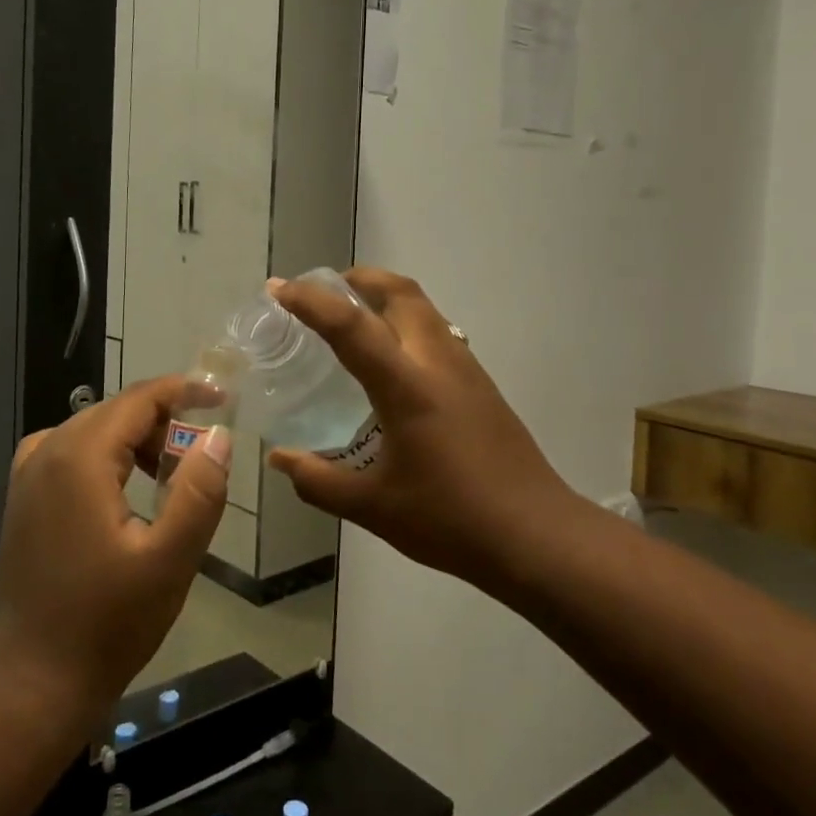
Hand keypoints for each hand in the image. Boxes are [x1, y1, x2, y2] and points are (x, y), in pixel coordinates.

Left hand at [0, 376, 230, 718]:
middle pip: (114, 410)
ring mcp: (28, 476)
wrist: (36, 678)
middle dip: (162, 420)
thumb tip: (218, 437)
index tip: (221, 400)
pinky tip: (120, 487)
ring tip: (167, 473)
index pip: (138, 400)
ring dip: (134, 438)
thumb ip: (199, 492)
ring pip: (91, 429)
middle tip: (199, 454)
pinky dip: (103, 453)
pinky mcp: (23, 499)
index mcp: (80, 458)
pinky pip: (68, 451)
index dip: (183, 392)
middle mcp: (47, 453)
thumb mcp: (170, 559)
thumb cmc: (109, 622)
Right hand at [266, 268, 573, 589]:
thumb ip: (319, 481)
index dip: (310, 301)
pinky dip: (407, 322)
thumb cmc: (451, 520)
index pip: (351, 326)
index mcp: (407, 386)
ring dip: (385, 297)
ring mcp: (466, 369)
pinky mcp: (481, 384)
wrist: (536, 535)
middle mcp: (438, 362)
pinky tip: (392, 361)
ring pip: (424, 308)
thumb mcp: (373, 507)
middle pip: (399, 292)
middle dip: (357, 280)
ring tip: (352, 318)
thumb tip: (279, 459)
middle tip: (322, 292)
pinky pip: (438, 331)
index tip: (278, 289)